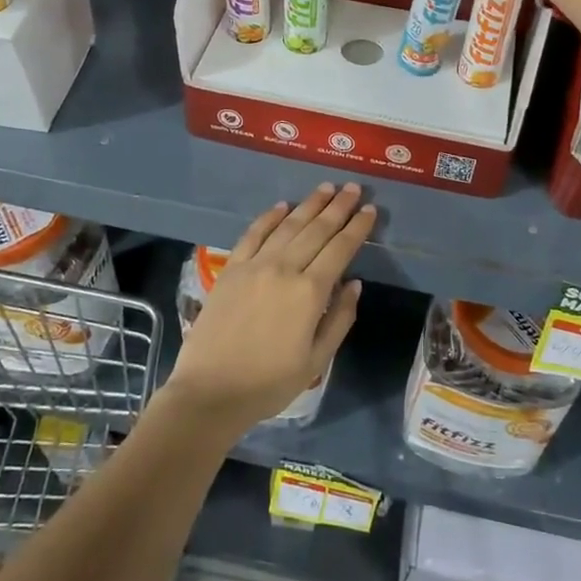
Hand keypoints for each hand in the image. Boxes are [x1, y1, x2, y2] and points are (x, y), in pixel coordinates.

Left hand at [163, 183, 375, 436]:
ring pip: (288, 226)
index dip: (357, 227)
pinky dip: (269, 218)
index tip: (370, 209)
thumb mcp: (316, 361)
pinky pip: (253, 234)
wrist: (210, 392)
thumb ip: (340, 319)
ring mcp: (254, 265)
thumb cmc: (269, 384)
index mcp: (310, 292)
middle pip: (317, 230)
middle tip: (353, 188)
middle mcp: (284, 269)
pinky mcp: (231, 269)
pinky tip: (283, 207)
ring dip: (309, 205)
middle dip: (338, 207)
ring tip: (326, 188)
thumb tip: (354, 284)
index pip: (340, 249)